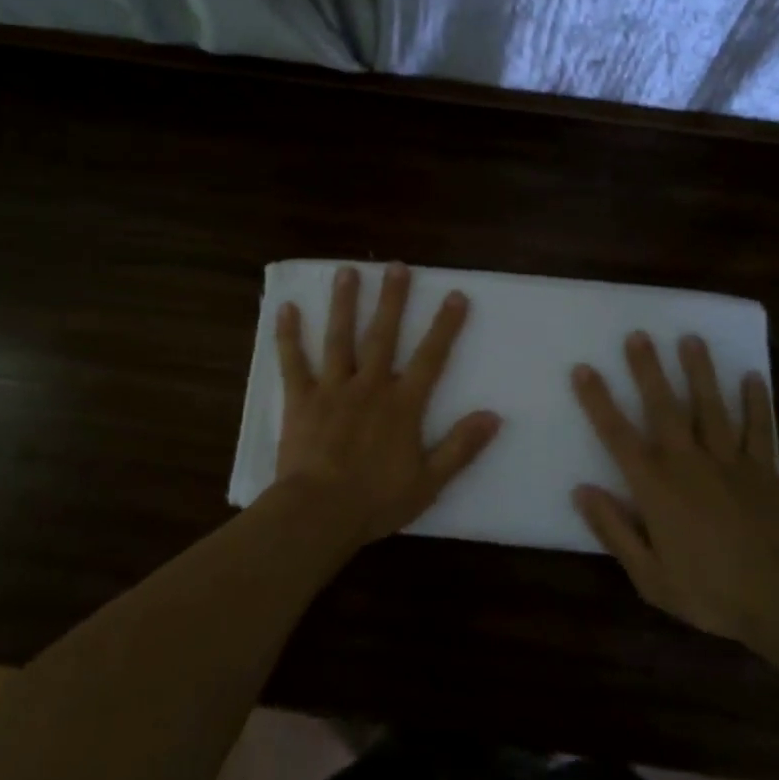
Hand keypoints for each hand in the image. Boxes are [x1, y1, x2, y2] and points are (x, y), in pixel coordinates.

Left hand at [272, 264, 502, 548]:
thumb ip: (461, 447)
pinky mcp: (301, 399)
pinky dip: (288, 335)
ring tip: (346, 271)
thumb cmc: (376, 501)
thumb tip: (493, 416)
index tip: (455, 295)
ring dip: (344, 303)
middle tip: (396, 266)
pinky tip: (285, 308)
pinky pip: (293, 361)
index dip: (445, 326)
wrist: (319, 513)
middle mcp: (369, 386)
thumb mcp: (429, 482)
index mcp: (402, 405)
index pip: (430, 357)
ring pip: (339, 338)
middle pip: (383, 335)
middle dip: (392, 299)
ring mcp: (332, 389)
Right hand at [570, 332, 778, 650]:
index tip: (583, 369)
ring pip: (711, 407)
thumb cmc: (708, 591)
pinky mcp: (763, 470)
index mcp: (655, 485)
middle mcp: (688, 461)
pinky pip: (759, 429)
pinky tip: (753, 377)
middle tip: (639, 334)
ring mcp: (729, 461)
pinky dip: (757, 403)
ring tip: (691, 338)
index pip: (618, 435)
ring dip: (700, 372)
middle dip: (649, 370)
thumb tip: (581, 490)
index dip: (598, 401)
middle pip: (664, 407)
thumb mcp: (648, 575)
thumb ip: (613, 530)